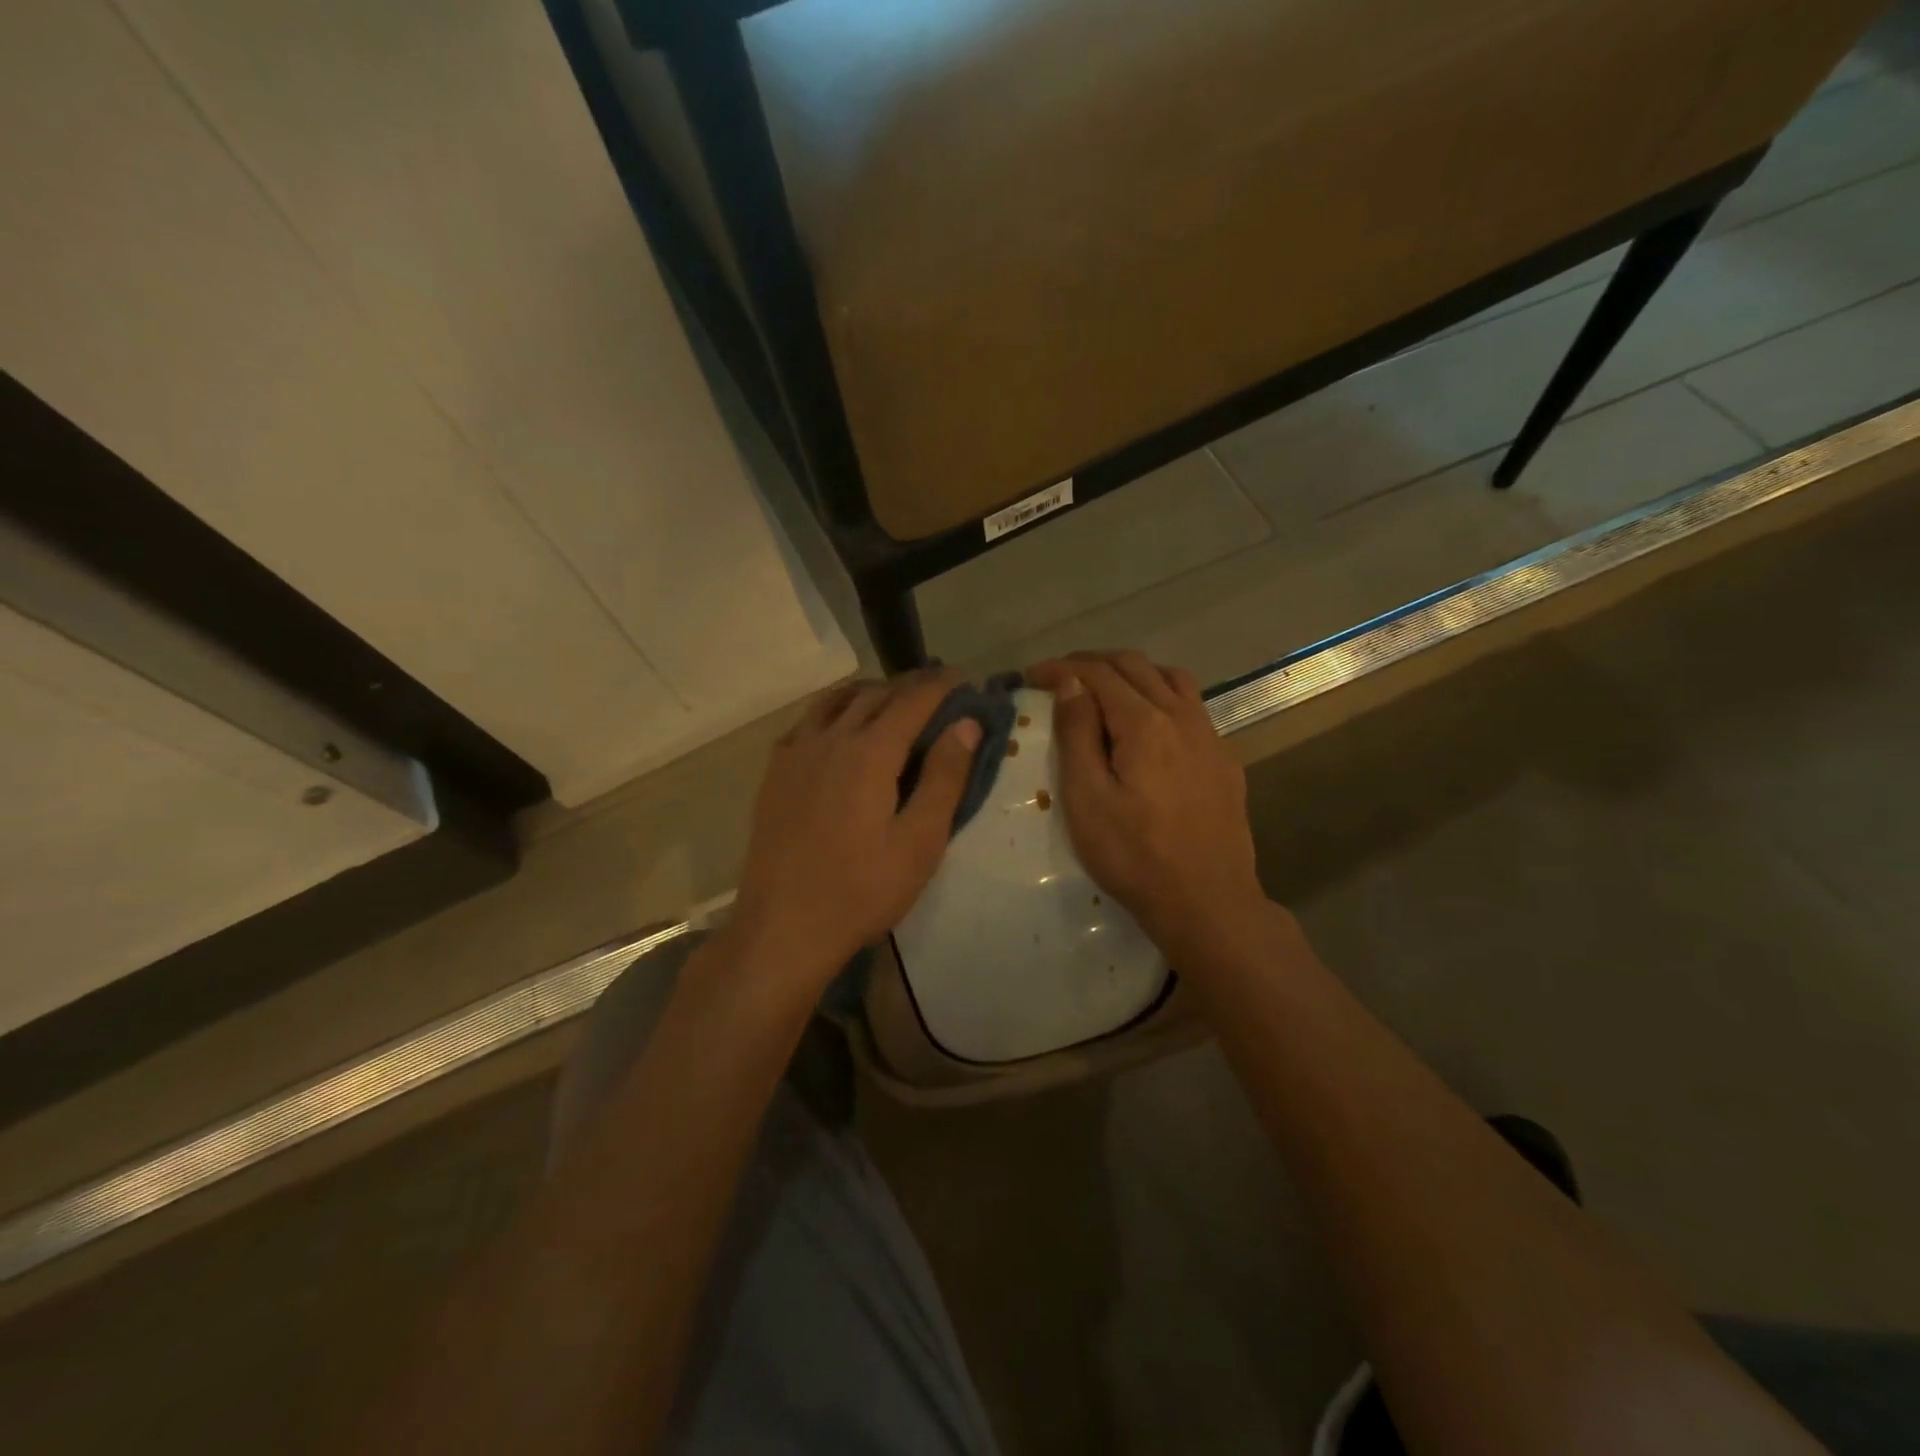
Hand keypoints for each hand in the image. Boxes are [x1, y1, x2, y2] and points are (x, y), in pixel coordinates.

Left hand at [730, 672, 981, 982]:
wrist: (782, 927)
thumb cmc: (861, 891)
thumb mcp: (919, 842)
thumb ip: (944, 778)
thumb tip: (967, 724)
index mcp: (869, 754)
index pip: (911, 701)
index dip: (940, 686)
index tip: (962, 678)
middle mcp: (830, 739)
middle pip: (873, 694)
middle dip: (908, 685)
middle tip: (935, 689)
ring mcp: (796, 754)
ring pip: (835, 701)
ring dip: (868, 690)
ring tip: (891, 697)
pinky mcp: (775, 773)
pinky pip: (807, 721)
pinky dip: (833, 709)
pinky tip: (840, 727)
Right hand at [1027, 652, 1266, 951]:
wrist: (1207, 902)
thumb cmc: (1134, 856)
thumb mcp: (1087, 799)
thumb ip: (1078, 734)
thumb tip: (1071, 683)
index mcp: (1145, 723)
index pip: (1098, 674)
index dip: (1061, 667)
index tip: (1031, 676)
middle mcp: (1182, 716)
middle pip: (1135, 666)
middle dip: (1093, 662)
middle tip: (1060, 677)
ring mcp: (1210, 737)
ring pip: (1171, 679)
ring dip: (1132, 673)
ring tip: (1104, 690)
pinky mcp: (1224, 760)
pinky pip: (1192, 707)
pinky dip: (1161, 696)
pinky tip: (1149, 726)